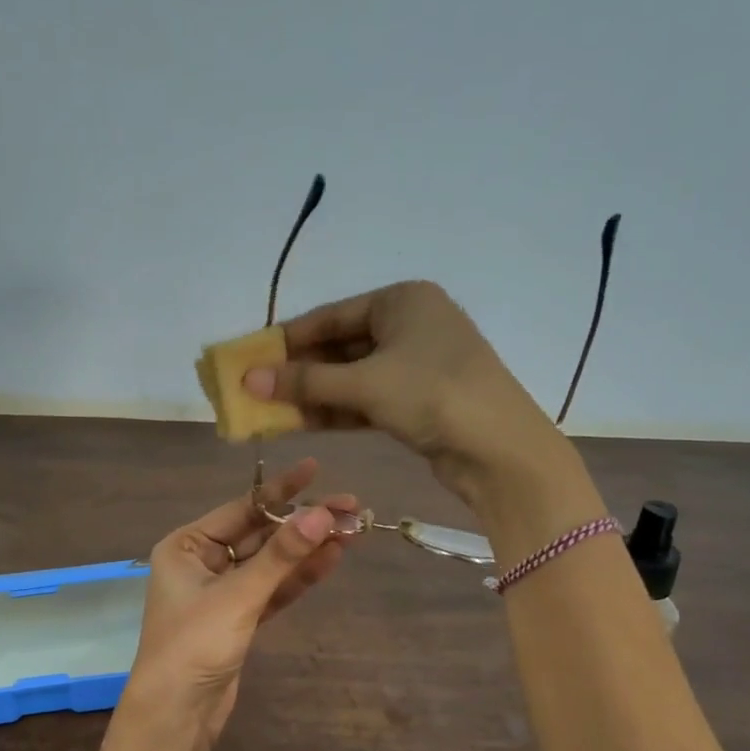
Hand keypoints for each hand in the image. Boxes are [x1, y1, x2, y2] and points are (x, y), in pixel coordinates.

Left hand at [118, 459, 356, 750]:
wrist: (177, 715)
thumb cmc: (194, 645)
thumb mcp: (238, 596)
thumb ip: (281, 556)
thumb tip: (322, 514)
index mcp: (186, 546)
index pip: (241, 509)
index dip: (282, 491)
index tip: (316, 469)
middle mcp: (202, 562)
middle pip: (260, 534)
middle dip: (302, 523)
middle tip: (350, 507)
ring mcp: (222, 591)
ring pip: (270, 563)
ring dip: (307, 549)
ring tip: (352, 530)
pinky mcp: (239, 618)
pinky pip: (272, 589)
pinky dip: (298, 577)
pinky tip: (330, 559)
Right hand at [242, 281, 582, 510]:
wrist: (501, 450)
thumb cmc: (433, 395)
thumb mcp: (364, 384)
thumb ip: (305, 381)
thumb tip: (248, 380)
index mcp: (402, 300)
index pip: (330, 316)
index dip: (287, 339)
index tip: (249, 358)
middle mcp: (410, 325)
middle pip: (340, 347)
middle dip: (298, 372)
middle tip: (254, 390)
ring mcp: (416, 365)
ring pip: (351, 377)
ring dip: (313, 395)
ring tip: (268, 411)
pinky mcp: (418, 400)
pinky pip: (366, 400)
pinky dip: (336, 411)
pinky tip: (300, 424)